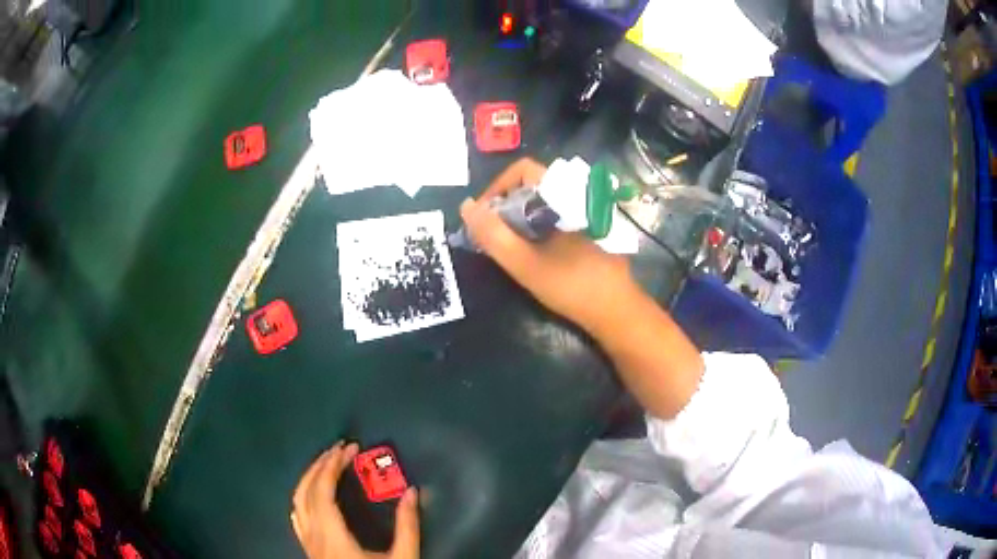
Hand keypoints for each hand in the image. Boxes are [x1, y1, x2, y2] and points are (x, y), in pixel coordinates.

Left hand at [291, 442, 419, 558]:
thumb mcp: (403, 558)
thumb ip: (408, 526)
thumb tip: (413, 492)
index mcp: (332, 535)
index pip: (323, 489)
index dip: (333, 465)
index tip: (351, 448)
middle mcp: (313, 535)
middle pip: (306, 490)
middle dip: (322, 464)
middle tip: (342, 449)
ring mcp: (307, 542)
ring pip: (296, 500)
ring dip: (309, 477)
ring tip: (327, 464)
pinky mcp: (308, 548)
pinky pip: (297, 515)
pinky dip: (302, 496)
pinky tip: (313, 494)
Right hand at [460, 158, 639, 335]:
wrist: (616, 310)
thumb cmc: (571, 285)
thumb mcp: (524, 263)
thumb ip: (492, 234)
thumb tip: (466, 206)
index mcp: (562, 194)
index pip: (522, 169)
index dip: (497, 187)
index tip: (485, 217)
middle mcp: (574, 195)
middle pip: (530, 186)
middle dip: (505, 206)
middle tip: (492, 236)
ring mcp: (584, 212)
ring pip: (541, 202)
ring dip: (519, 218)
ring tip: (507, 246)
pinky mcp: (587, 228)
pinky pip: (553, 216)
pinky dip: (535, 227)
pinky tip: (530, 252)